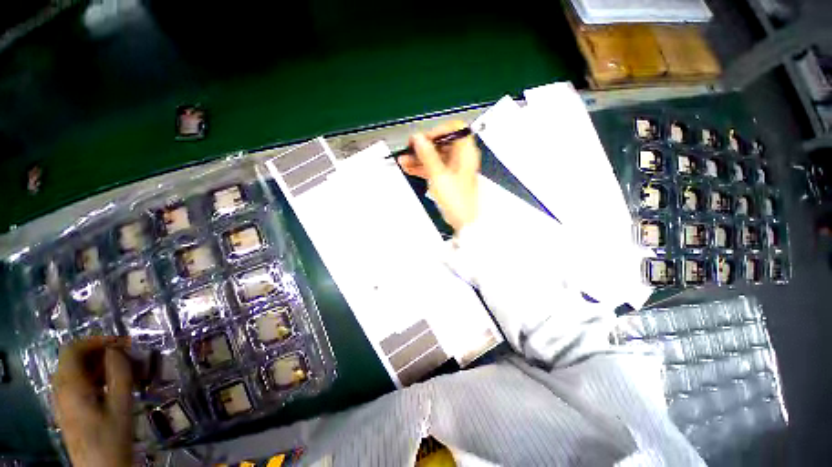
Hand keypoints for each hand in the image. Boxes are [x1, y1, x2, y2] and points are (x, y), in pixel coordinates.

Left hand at [53, 337, 133, 466]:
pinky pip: (77, 384)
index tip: (121, 343)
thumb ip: (119, 375)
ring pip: (76, 372)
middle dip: (101, 353)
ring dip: (100, 365)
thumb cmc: (111, 437)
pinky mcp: (68, 409)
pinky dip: (95, 378)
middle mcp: (61, 389)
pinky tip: (112, 387)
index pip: (73, 349)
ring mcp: (63, 401)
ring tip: (125, 371)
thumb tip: (117, 350)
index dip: (95, 340)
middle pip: (74, 359)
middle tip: (127, 356)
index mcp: (71, 386)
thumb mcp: (120, 406)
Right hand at [398, 121, 480, 230]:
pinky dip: (424, 167)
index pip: (454, 129)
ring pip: (436, 157)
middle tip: (409, 150)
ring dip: (420, 158)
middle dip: (423, 147)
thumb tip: (418, 139)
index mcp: (466, 152)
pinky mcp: (449, 178)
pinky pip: (435, 168)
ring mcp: (455, 168)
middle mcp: (462, 158)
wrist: (463, 220)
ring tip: (404, 161)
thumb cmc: (457, 199)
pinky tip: (410, 168)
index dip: (437, 131)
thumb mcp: (439, 175)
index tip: (423, 139)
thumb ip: (427, 155)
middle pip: (442, 144)